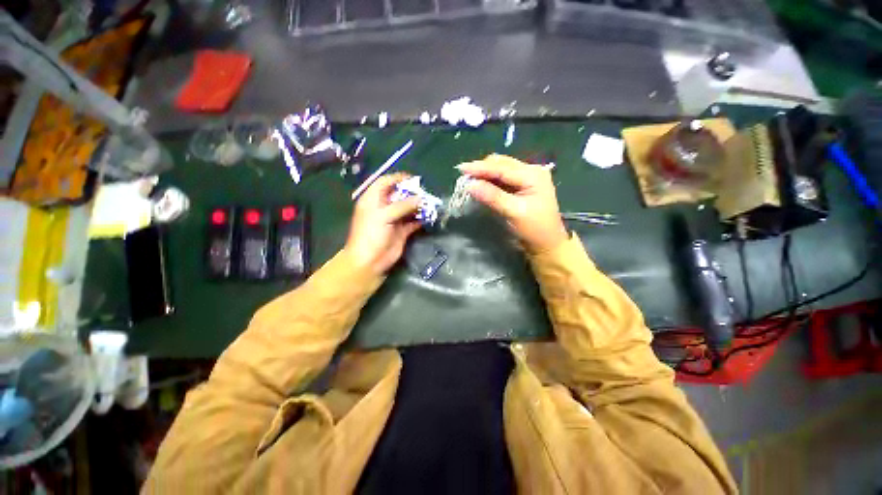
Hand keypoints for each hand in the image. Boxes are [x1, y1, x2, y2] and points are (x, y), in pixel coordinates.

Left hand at [343, 173, 421, 274]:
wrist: (370, 261)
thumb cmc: (371, 234)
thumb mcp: (384, 216)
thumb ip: (402, 205)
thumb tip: (420, 199)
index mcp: (373, 199)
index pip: (385, 182)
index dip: (398, 178)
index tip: (413, 178)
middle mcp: (384, 207)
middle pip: (399, 194)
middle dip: (412, 193)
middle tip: (425, 192)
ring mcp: (393, 219)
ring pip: (408, 208)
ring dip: (418, 206)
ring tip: (430, 203)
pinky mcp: (402, 231)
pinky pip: (413, 222)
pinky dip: (421, 219)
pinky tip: (429, 217)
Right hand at [457, 154, 567, 252]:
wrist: (547, 244)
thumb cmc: (534, 229)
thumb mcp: (514, 212)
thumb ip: (493, 196)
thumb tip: (471, 185)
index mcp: (533, 175)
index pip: (502, 167)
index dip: (481, 167)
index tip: (461, 168)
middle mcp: (531, 171)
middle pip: (501, 163)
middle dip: (482, 168)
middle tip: (464, 176)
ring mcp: (527, 178)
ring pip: (501, 169)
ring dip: (485, 173)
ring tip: (470, 180)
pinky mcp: (522, 186)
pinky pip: (503, 178)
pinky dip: (491, 180)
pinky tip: (481, 184)